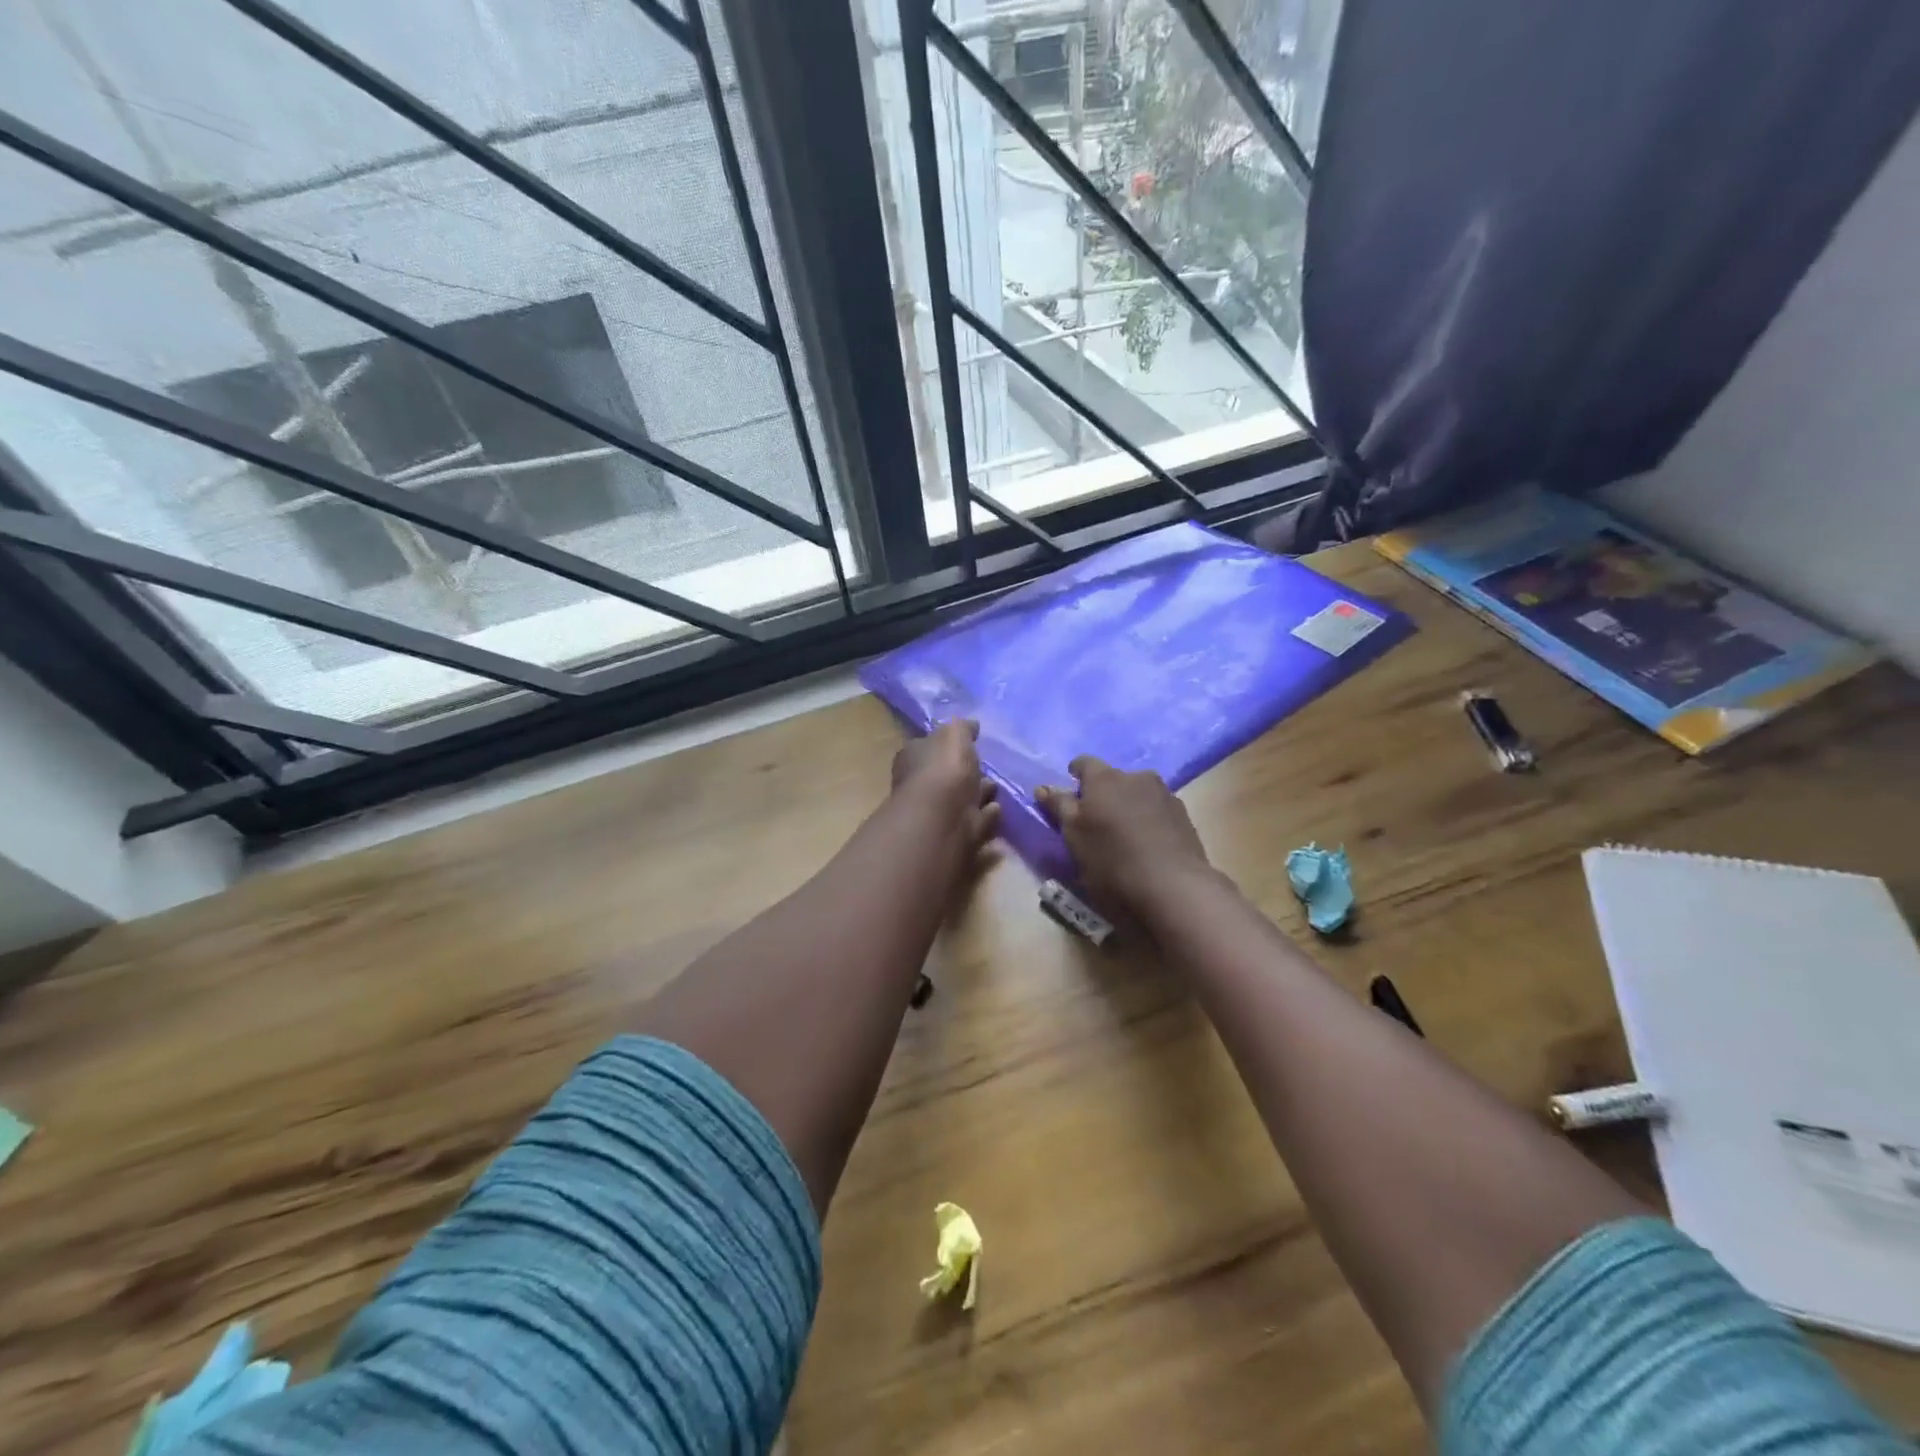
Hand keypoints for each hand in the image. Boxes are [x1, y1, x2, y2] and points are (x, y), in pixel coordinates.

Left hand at [892, 719, 999, 852]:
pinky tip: (997, 808)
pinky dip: (986, 814)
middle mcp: (921, 784)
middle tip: (986, 767)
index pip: (929, 746)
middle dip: (966, 771)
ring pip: (962, 798)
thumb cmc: (944, 768)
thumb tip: (971, 725)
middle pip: (946, 774)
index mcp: (913, 757)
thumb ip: (963, 728)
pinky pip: (975, 820)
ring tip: (996, 787)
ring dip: (979, 792)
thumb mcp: (954, 734)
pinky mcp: (956, 834)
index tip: (969, 742)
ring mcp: (938, 812)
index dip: (948, 744)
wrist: (943, 818)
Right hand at [1037, 757, 1211, 914]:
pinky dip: (1148, 820)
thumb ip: (1059, 807)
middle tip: (1095, 822)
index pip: (1084, 763)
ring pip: (1138, 794)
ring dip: (1128, 806)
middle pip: (1113, 779)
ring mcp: (1165, 794)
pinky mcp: (1184, 816)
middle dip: (1103, 794)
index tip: (1071, 794)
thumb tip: (1044, 787)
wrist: (1173, 886)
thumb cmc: (1112, 860)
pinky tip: (1146, 845)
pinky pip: (1157, 810)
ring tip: (1123, 836)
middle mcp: (1137, 777)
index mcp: (1105, 778)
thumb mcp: (1074, 836)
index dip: (1075, 775)